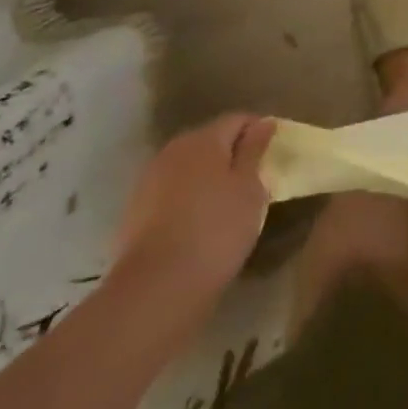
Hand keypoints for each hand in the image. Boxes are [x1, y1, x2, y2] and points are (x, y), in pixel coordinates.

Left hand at [112, 114, 275, 304]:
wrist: (156, 288)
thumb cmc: (217, 229)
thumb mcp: (250, 188)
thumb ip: (255, 151)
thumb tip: (263, 122)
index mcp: (204, 139)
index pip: (238, 119)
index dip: (258, 131)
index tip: (273, 154)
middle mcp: (173, 150)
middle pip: (210, 140)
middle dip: (231, 153)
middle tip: (252, 179)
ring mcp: (149, 180)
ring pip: (188, 167)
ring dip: (208, 176)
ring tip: (226, 203)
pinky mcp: (134, 211)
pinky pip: (171, 191)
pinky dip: (188, 198)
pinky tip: (198, 222)